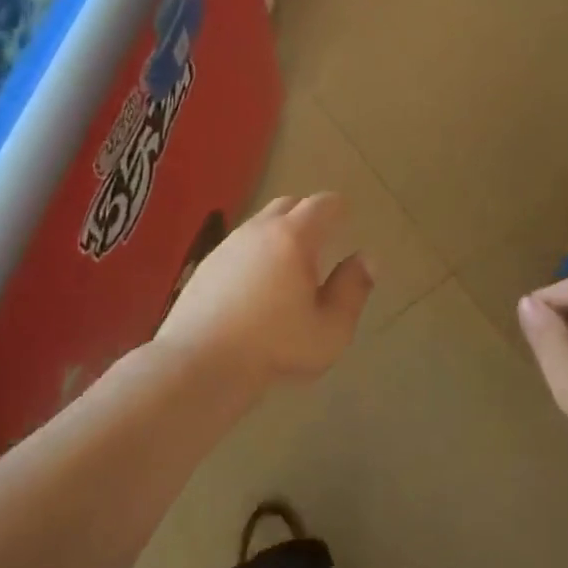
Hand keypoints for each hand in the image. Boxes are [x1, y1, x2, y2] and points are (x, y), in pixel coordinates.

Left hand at [158, 195, 372, 383]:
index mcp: (293, 237)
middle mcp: (259, 230)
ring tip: (290, 264)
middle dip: (308, 215)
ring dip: (279, 234)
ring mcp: (228, 245)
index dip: (338, 208)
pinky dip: (255, 252)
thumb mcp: (330, 328)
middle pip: (288, 204)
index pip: (322, 204)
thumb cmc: (275, 346)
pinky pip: (240, 245)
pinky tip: (256, 284)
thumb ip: (353, 289)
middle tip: (321, 239)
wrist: (199, 364)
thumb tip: (367, 258)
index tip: (347, 217)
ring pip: (261, 223)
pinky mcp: (206, 264)